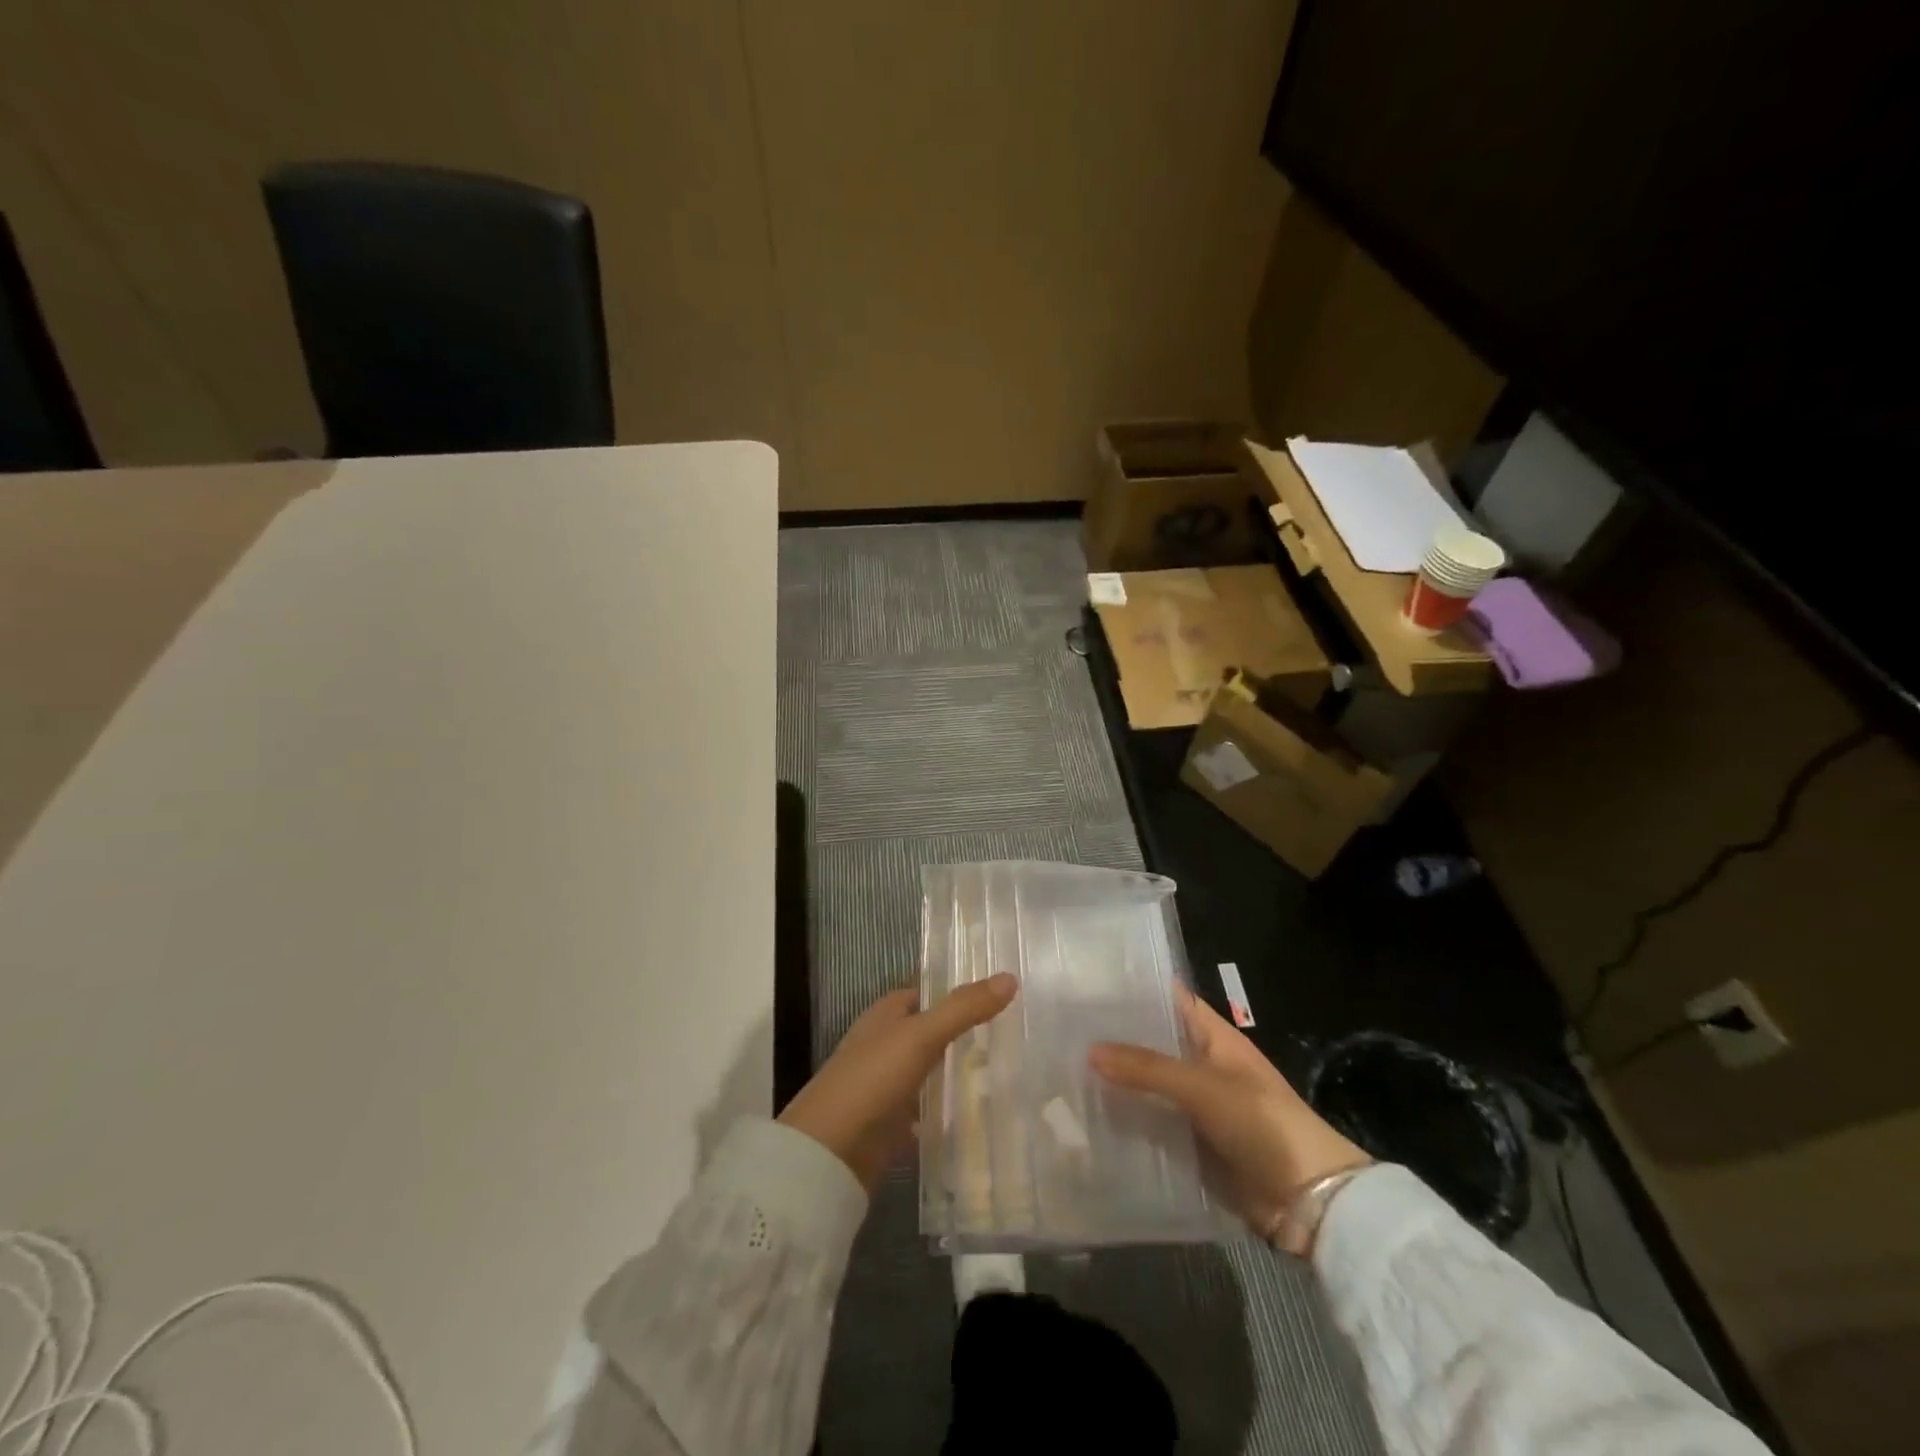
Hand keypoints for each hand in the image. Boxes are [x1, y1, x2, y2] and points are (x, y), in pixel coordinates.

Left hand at [779, 974, 1017, 1191]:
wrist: (829, 1151)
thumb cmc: (872, 1078)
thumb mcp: (922, 1035)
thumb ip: (964, 1008)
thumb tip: (1010, 977)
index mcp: (885, 1014)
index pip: (927, 993)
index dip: (958, 991)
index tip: (1001, 995)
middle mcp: (884, 1044)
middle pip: (930, 1031)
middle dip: (964, 1033)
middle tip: (1014, 1034)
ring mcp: (886, 1085)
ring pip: (930, 1070)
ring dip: (958, 1072)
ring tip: (1008, 1071)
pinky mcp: (891, 1123)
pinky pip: (927, 1110)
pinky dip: (948, 1110)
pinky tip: (980, 1114)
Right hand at [1090, 991, 1369, 1240]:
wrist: (1309, 1201)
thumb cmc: (1261, 1123)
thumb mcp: (1202, 1086)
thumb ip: (1146, 1068)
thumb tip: (1089, 1049)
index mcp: (1214, 1037)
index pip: (1170, 1000)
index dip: (1135, 990)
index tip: (1090, 983)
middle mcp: (1203, 1065)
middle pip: (1153, 1044)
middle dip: (1115, 1039)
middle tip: (1063, 1029)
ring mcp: (1198, 1107)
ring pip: (1149, 1087)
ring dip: (1117, 1084)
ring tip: (1064, 1072)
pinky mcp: (1193, 1144)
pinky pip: (1154, 1126)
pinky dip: (1128, 1124)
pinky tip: (1090, 1121)